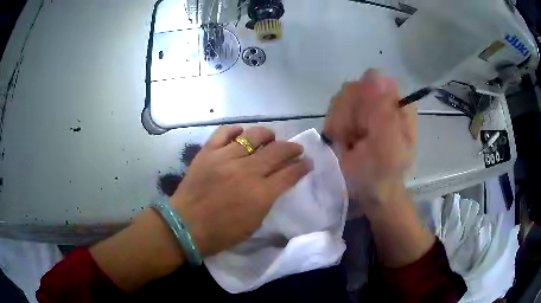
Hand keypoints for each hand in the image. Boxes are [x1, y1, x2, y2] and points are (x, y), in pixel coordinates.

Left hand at [170, 125, 311, 256]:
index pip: (290, 173)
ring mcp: (225, 158)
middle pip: (277, 151)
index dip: (302, 166)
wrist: (185, 226)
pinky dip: (236, 130)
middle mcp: (246, 172)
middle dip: (292, 148)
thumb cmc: (221, 233)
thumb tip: (277, 183)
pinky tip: (241, 133)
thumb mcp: (254, 223)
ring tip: (270, 138)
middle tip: (296, 149)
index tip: (308, 162)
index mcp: (260, 194)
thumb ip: (268, 200)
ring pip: (253, 136)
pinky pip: (224, 132)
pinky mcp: (207, 153)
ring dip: (267, 135)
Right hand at [323, 70, 416, 212]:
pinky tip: (345, 140)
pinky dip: (335, 126)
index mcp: (399, 104)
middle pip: (354, 88)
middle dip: (350, 117)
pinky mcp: (354, 112)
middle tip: (356, 139)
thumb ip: (383, 113)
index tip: (362, 128)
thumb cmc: (381, 174)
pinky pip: (335, 107)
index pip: (372, 81)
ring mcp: (368, 104)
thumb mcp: (386, 148)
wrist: (369, 190)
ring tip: (352, 143)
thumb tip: (375, 73)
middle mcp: (384, 99)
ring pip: (343, 97)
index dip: (361, 104)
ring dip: (342, 123)